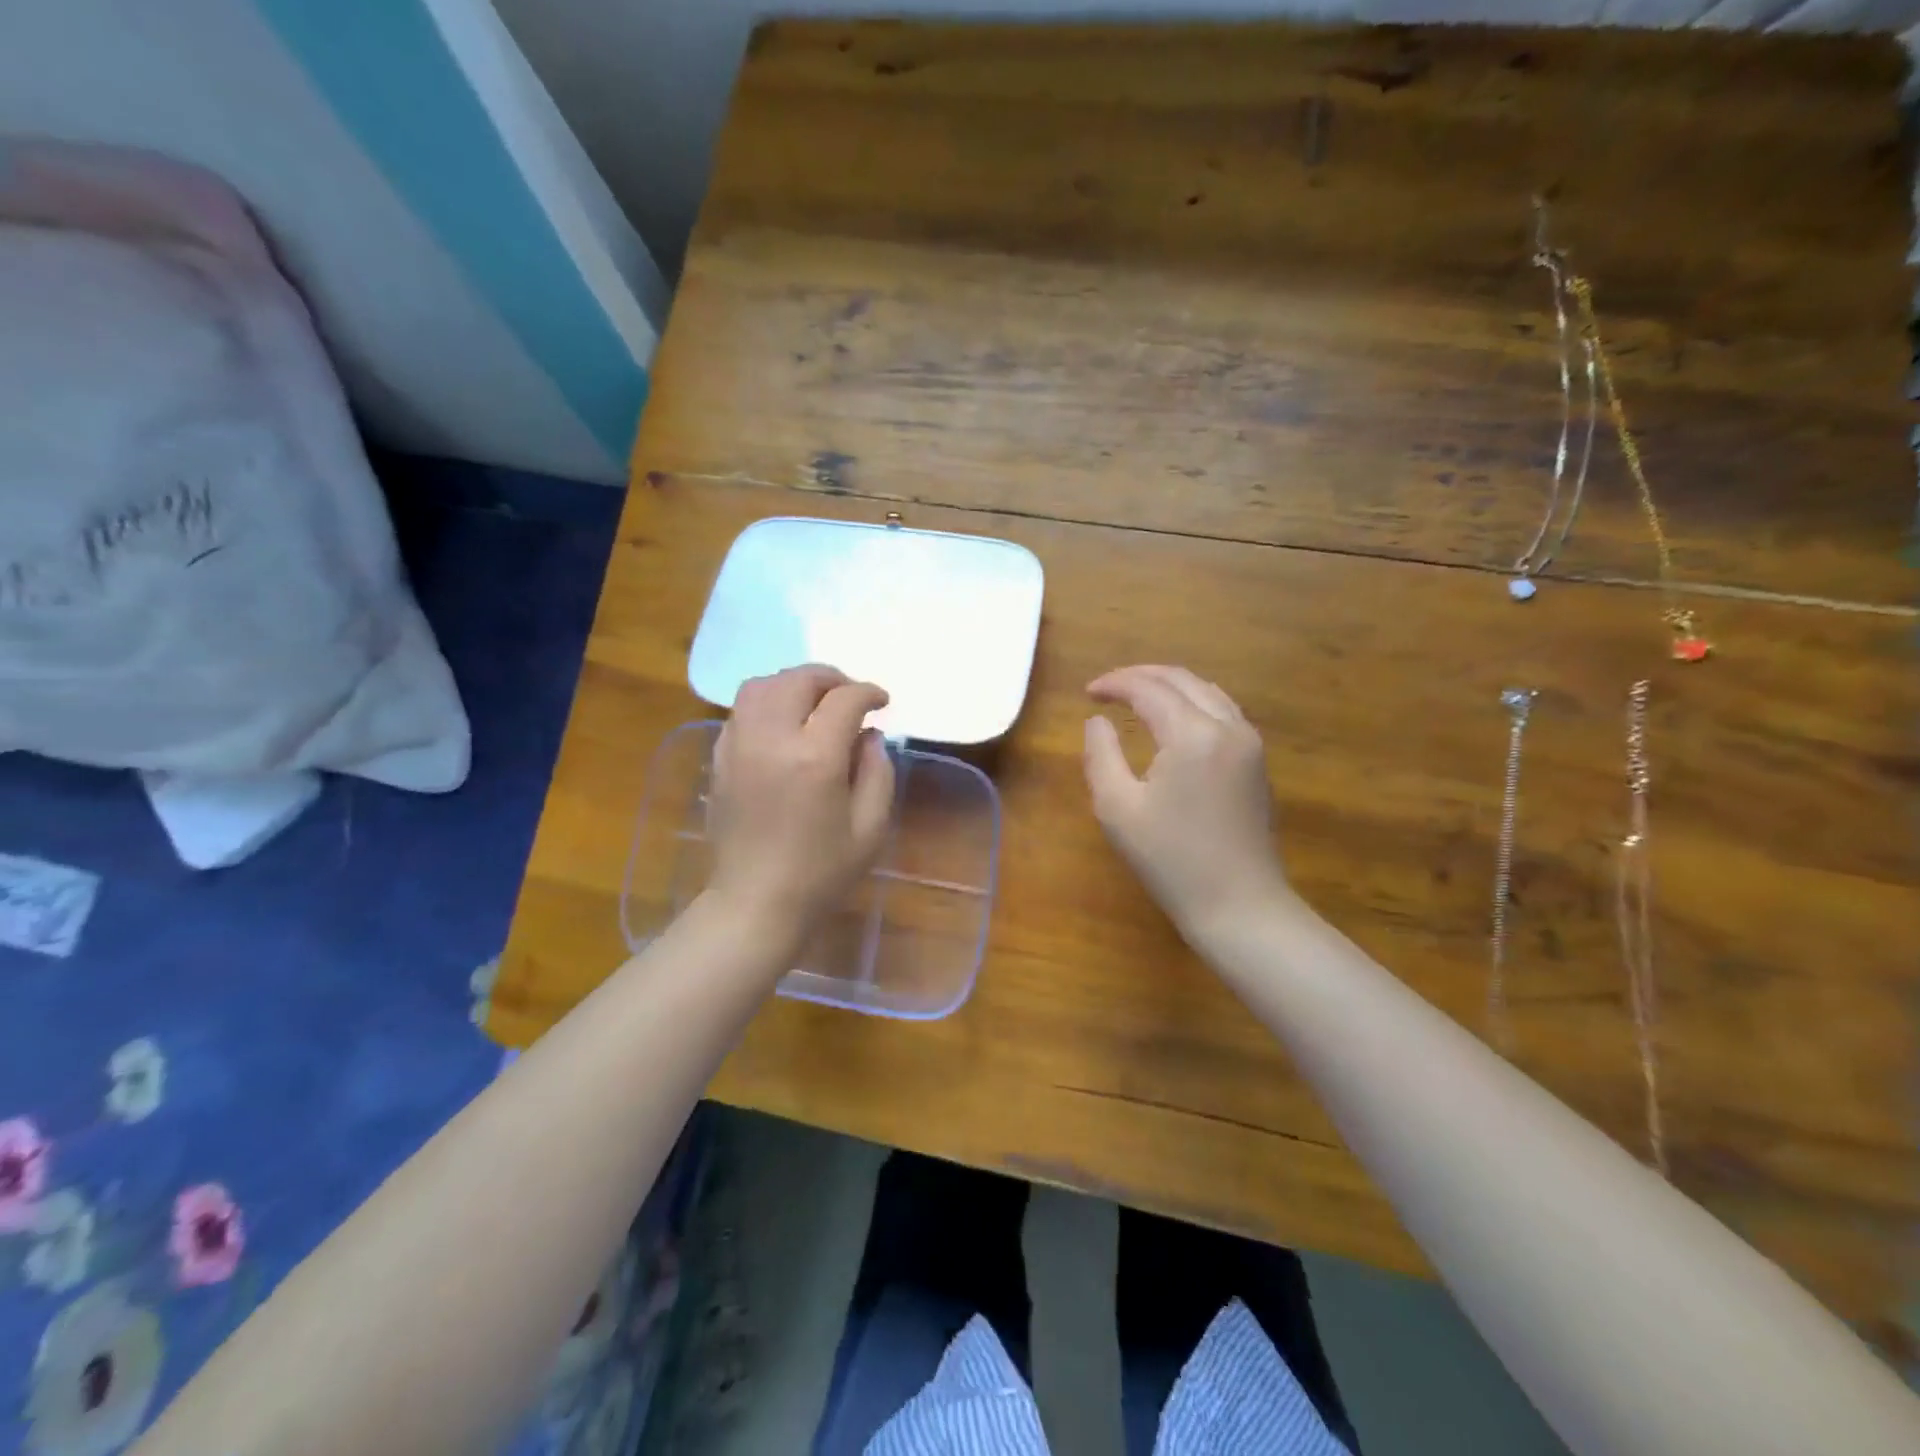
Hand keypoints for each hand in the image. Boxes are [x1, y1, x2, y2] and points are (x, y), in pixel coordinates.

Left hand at [706, 665, 895, 948]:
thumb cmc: (822, 872)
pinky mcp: (720, 758)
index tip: (882, 702)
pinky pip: (740, 710)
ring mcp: (739, 746)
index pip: (844, 700)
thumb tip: (868, 735)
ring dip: (792, 684)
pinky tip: (783, 724)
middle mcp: (772, 740)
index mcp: (815, 758)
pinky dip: (765, 702)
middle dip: (830, 678)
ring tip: (813, 702)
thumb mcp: (870, 827)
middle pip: (797, 680)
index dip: (868, 693)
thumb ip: (877, 771)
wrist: (756, 902)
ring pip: (761, 686)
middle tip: (849, 695)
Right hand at [1083, 665, 1291, 937]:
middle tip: (1108, 688)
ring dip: (1169, 686)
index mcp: (1193, 734)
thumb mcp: (1117, 809)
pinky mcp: (1257, 762)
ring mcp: (1249, 743)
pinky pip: (1223, 711)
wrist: (1240, 906)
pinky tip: (1174, 719)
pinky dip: (1193, 702)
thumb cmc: (1171, 861)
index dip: (1115, 684)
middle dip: (1141, 676)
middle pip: (1182, 680)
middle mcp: (1228, 726)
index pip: (1149, 689)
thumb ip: (1101, 754)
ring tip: (1137, 696)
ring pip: (1207, 691)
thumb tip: (1097, 721)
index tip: (1087, 692)